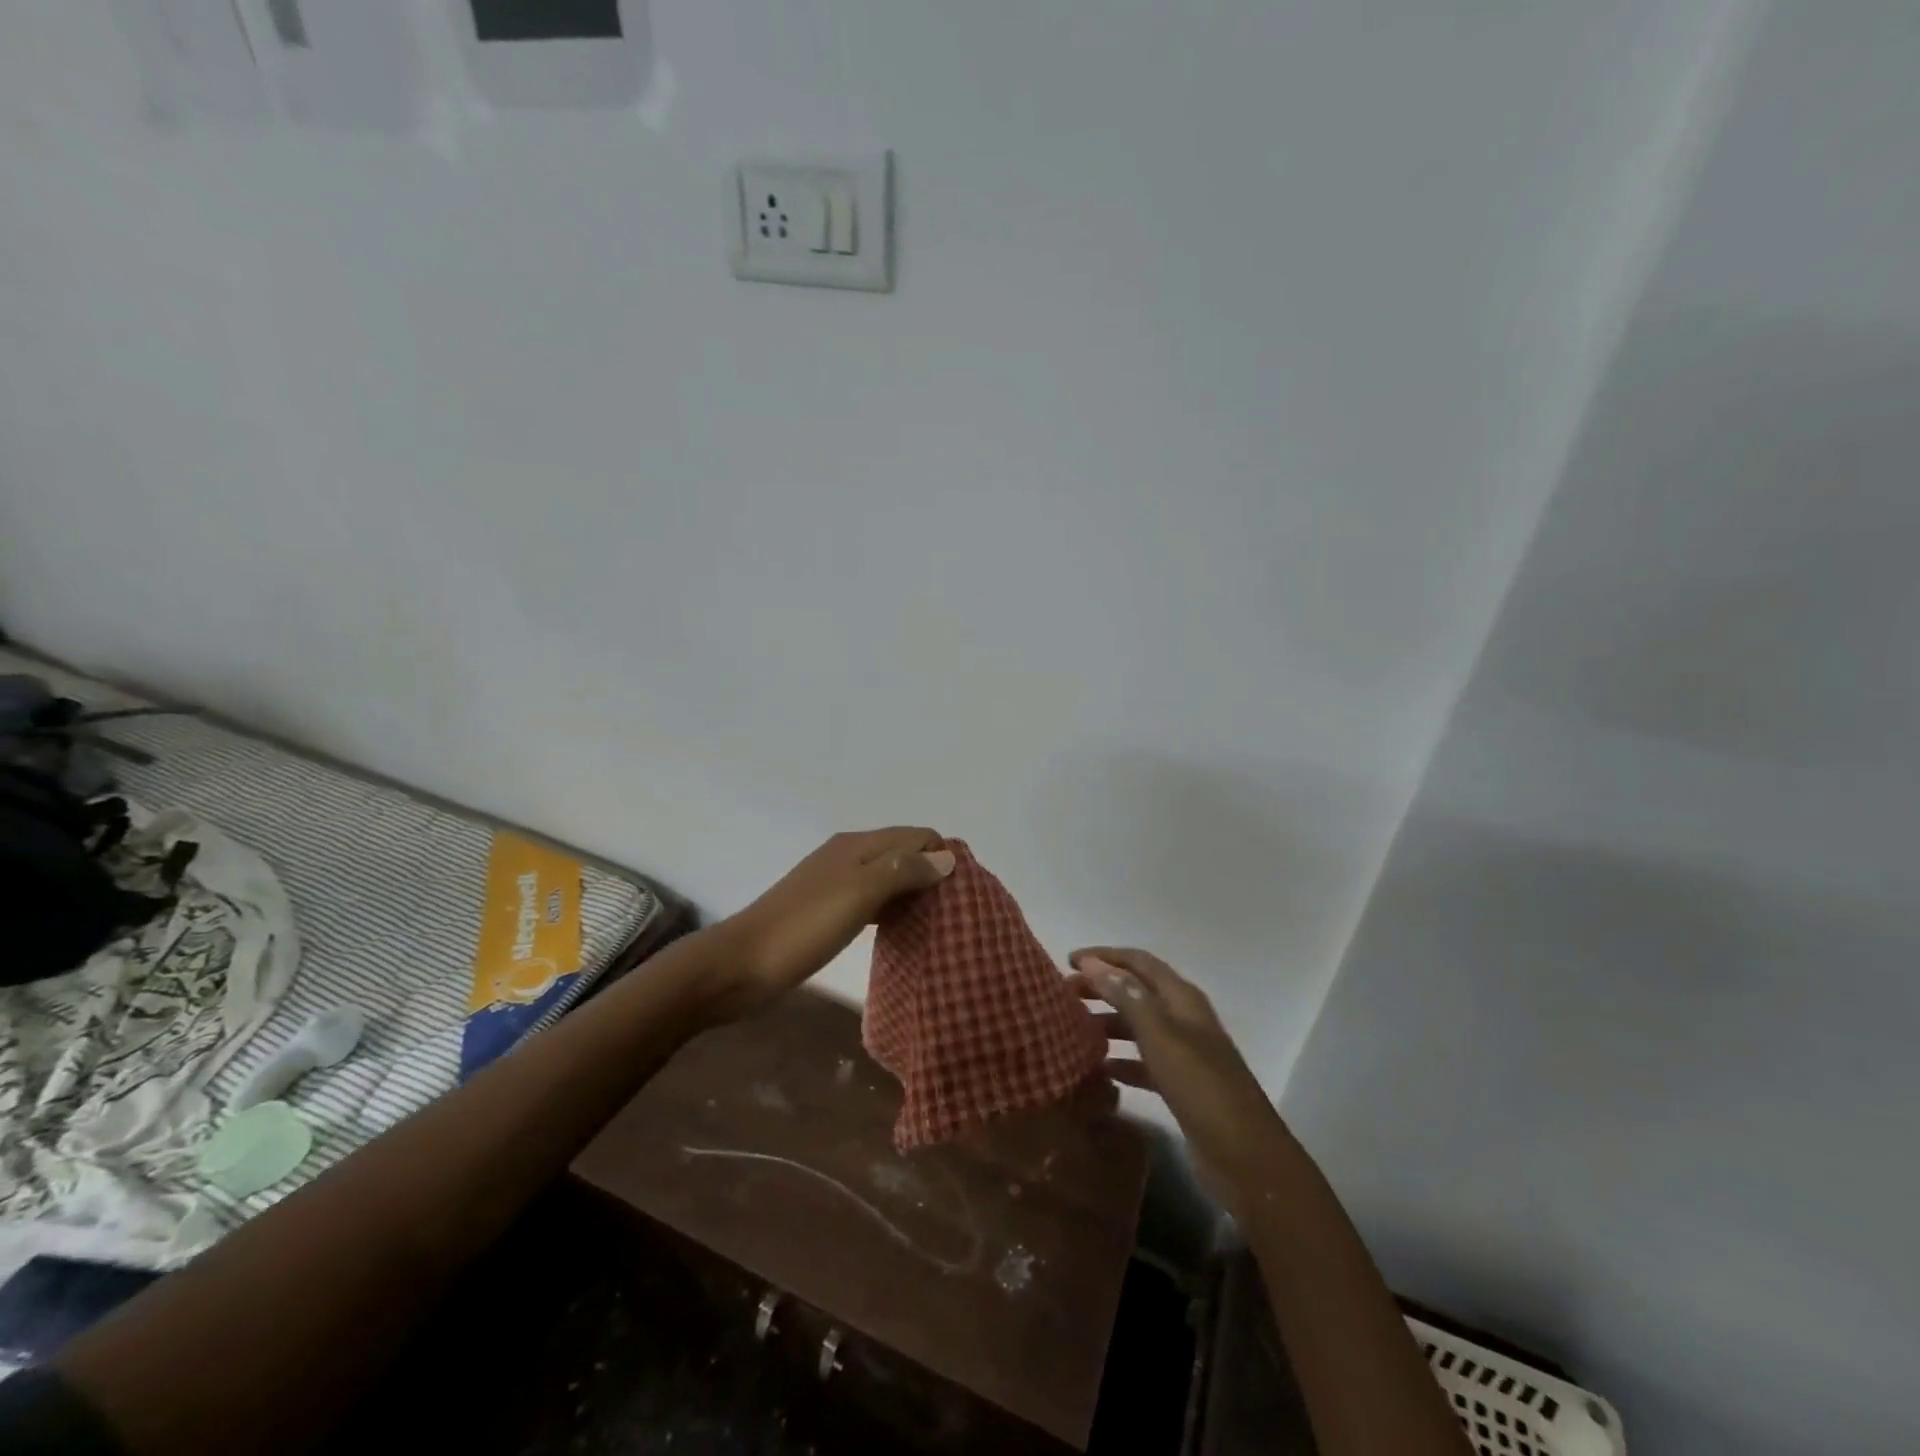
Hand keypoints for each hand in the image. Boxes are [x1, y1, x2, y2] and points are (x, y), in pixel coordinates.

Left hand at [714, 828, 954, 1019]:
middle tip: (958, 911)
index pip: (916, 835)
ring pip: (888, 878)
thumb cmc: (804, 927)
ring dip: (914, 893)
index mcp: (857, 845)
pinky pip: (872, 902)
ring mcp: (835, 885)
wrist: (740, 966)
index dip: (943, 855)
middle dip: (932, 874)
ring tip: (940, 923)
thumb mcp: (858, 893)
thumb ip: (903, 870)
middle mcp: (848, 857)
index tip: (966, 891)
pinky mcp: (827, 913)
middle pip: (903, 854)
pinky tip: (903, 932)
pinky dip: (892, 910)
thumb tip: (947, 857)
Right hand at [1069, 947, 1287, 1204]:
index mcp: (1182, 999)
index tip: (1069, 961)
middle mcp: (1183, 1019)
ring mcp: (1184, 1053)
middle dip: (1101, 987)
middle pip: (1136, 991)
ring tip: (1073, 1029)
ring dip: (1107, 1022)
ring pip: (1138, 1026)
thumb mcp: (1160, 1036)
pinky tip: (1100, 1069)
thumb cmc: (1201, 1086)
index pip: (1139, 962)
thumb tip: (1093, 963)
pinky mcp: (1180, 1086)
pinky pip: (1143, 1062)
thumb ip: (1127, 997)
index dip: (1105, 956)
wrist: (1245, 1157)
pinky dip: (1121, 1060)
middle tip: (1063, 994)